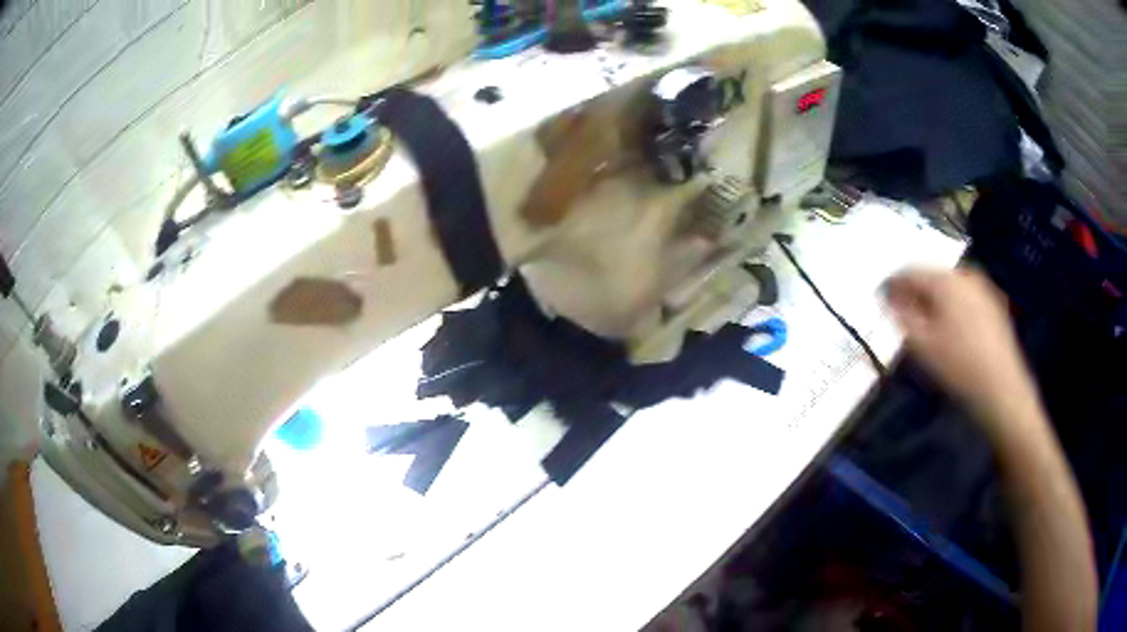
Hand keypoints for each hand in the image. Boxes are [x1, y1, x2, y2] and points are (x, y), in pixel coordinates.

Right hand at [884, 267, 1039, 438]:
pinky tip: (951, 331)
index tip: (880, 300)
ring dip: (934, 301)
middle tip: (903, 315)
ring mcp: (982, 288)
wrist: (1001, 388)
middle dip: (915, 293)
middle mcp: (964, 275)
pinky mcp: (994, 304)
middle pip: (931, 276)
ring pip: (949, 287)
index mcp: (945, 280)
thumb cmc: (958, 366)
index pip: (909, 271)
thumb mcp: (922, 345)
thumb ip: (901, 316)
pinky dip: (952, 307)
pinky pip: (965, 297)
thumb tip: (887, 298)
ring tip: (926, 325)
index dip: (892, 285)